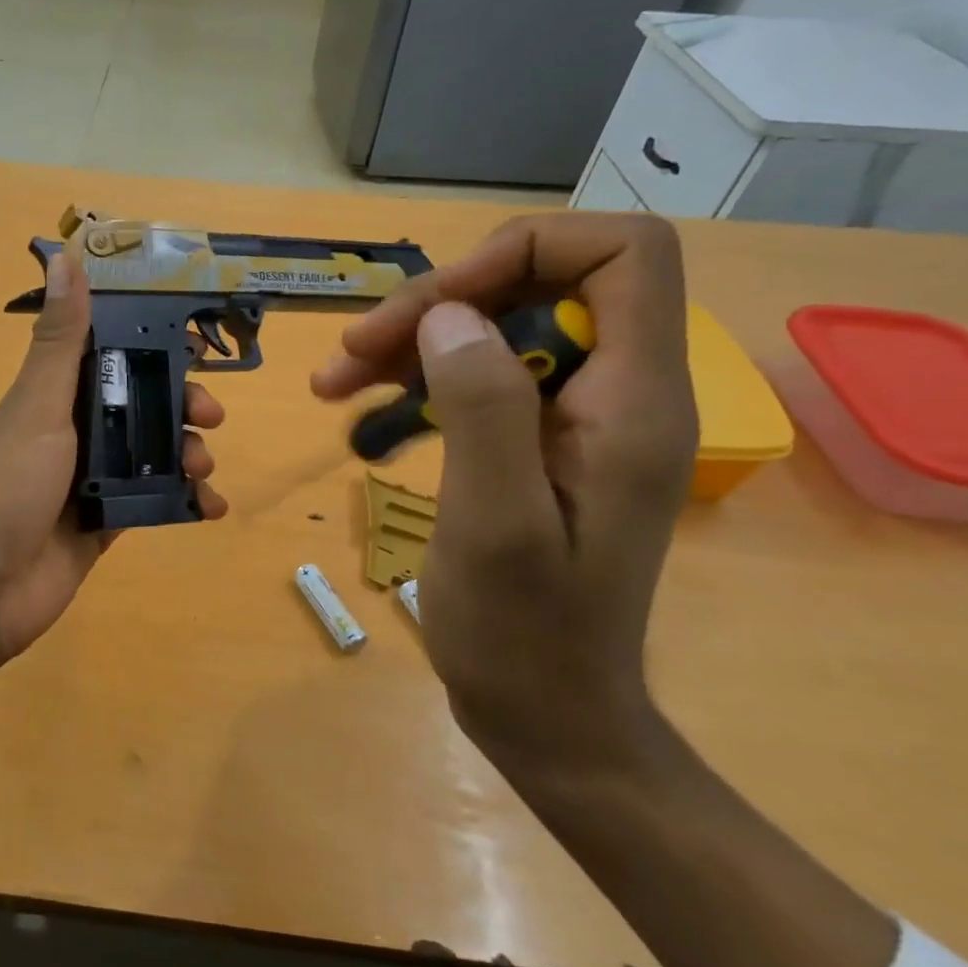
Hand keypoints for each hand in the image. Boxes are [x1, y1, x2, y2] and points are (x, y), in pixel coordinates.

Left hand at [0, 249, 227, 671]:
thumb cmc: (8, 487)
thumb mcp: (37, 407)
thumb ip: (59, 341)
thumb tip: (66, 258)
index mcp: (52, 396)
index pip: (107, 354)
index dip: (150, 344)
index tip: (195, 343)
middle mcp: (72, 432)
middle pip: (139, 404)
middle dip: (180, 403)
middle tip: (210, 414)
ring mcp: (89, 479)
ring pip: (151, 452)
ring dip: (186, 451)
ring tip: (204, 465)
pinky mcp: (105, 522)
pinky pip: (153, 501)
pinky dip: (185, 501)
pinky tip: (210, 506)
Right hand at [311, 213, 696, 771]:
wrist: (548, 715)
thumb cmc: (524, 634)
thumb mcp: (495, 523)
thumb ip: (483, 408)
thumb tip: (448, 316)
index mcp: (633, 399)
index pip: (619, 253)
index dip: (524, 251)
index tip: (438, 308)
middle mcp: (617, 391)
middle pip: (539, 283)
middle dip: (440, 302)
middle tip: (353, 349)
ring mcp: (576, 416)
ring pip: (498, 326)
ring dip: (414, 339)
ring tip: (335, 380)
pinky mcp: (538, 442)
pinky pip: (479, 375)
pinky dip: (417, 378)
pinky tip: (360, 405)